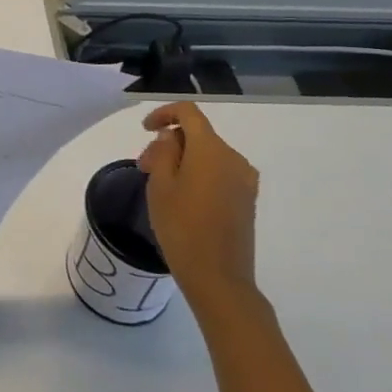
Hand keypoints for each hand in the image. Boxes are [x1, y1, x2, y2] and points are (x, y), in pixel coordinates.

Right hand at [137, 102, 261, 314]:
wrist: (219, 278)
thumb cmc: (182, 227)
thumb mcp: (160, 185)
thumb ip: (164, 151)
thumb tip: (172, 137)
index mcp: (211, 150)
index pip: (189, 112)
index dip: (164, 113)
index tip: (145, 130)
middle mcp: (234, 158)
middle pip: (197, 135)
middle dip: (170, 143)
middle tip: (144, 167)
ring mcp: (244, 180)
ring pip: (207, 155)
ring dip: (183, 160)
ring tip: (160, 185)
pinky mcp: (247, 199)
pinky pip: (219, 172)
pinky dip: (198, 174)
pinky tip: (182, 197)